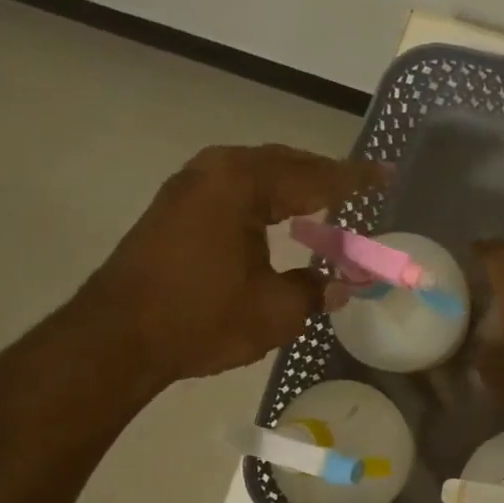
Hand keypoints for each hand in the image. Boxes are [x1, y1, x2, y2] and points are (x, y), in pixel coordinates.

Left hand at [65, 144, 386, 397]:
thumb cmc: (201, 319)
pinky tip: (279, 218)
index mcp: (244, 185)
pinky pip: (235, 189)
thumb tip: (342, 286)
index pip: (314, 177)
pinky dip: (266, 198)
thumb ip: (315, 291)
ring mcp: (190, 185)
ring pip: (257, 175)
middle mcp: (215, 171)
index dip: (354, 180)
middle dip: (323, 176)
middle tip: (359, 187)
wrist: (117, 337)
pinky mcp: (176, 207)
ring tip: (326, 201)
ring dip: (293, 187)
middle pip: (284, 164)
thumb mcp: (274, 311)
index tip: (386, 175)